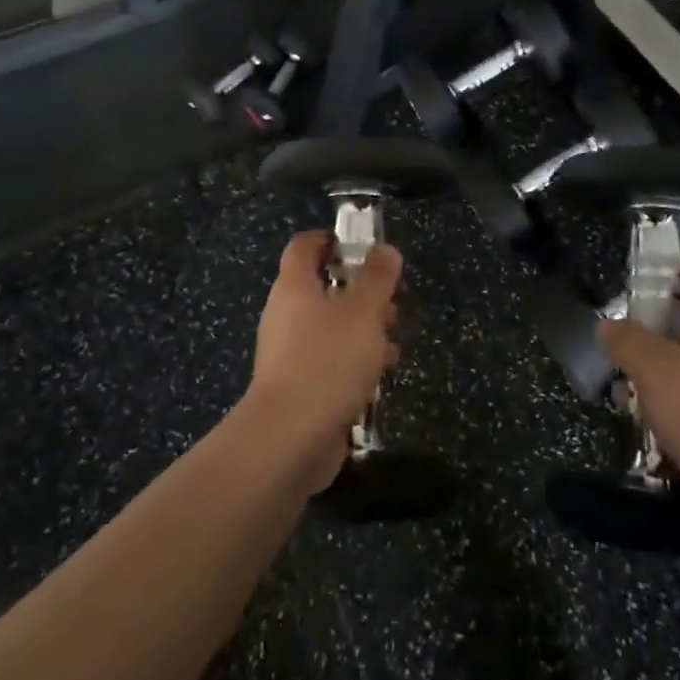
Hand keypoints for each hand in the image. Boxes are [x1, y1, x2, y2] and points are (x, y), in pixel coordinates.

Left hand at [244, 232, 402, 487]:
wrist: (290, 439)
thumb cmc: (327, 360)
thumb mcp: (363, 311)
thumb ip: (377, 277)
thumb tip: (384, 249)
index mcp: (294, 286)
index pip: (305, 245)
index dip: (332, 239)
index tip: (364, 247)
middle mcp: (286, 314)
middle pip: (324, 287)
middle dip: (361, 293)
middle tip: (391, 305)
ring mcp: (290, 353)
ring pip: (331, 327)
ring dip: (363, 331)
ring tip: (393, 346)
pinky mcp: (299, 387)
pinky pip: (330, 362)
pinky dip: (354, 363)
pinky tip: (378, 379)